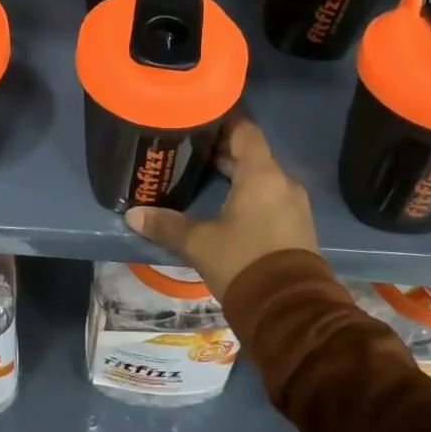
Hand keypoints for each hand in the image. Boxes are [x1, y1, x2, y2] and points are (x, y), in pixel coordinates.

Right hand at [125, 117, 316, 298]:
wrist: (290, 312)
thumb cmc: (243, 262)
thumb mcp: (199, 243)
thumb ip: (167, 225)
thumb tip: (133, 214)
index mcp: (261, 174)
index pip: (244, 131)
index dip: (222, 122)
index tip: (198, 119)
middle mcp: (282, 182)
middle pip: (251, 154)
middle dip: (222, 151)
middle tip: (189, 149)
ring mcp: (293, 205)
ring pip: (261, 177)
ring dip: (236, 174)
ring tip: (202, 176)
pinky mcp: (297, 227)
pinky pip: (270, 198)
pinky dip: (249, 194)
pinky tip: (225, 205)